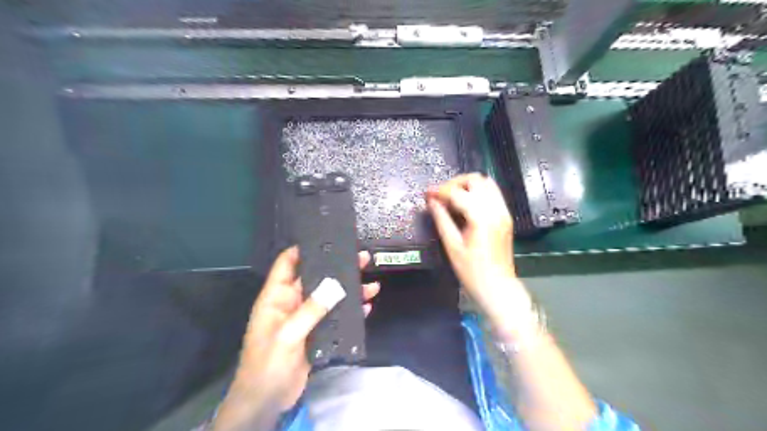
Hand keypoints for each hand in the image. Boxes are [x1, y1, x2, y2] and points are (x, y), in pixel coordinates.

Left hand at [211, 248, 375, 429]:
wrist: (267, 401)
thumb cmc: (268, 365)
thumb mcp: (287, 335)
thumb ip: (311, 310)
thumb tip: (335, 285)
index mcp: (277, 297)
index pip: (287, 264)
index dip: (303, 249)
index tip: (327, 239)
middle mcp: (292, 302)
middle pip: (316, 278)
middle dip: (337, 268)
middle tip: (361, 258)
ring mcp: (306, 318)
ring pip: (330, 297)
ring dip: (350, 290)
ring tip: (371, 283)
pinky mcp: (317, 332)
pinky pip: (335, 316)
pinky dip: (350, 311)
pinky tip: (366, 307)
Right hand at [425, 174, 533, 337]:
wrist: (498, 287)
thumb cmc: (472, 272)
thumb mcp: (452, 246)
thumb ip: (441, 219)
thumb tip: (431, 201)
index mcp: (481, 218)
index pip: (458, 193)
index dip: (440, 191)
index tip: (427, 194)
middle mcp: (496, 209)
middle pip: (476, 180)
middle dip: (455, 183)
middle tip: (440, 194)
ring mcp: (503, 212)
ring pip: (487, 183)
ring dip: (467, 185)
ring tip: (451, 196)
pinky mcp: (505, 216)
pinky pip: (493, 193)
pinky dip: (478, 192)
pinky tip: (466, 203)